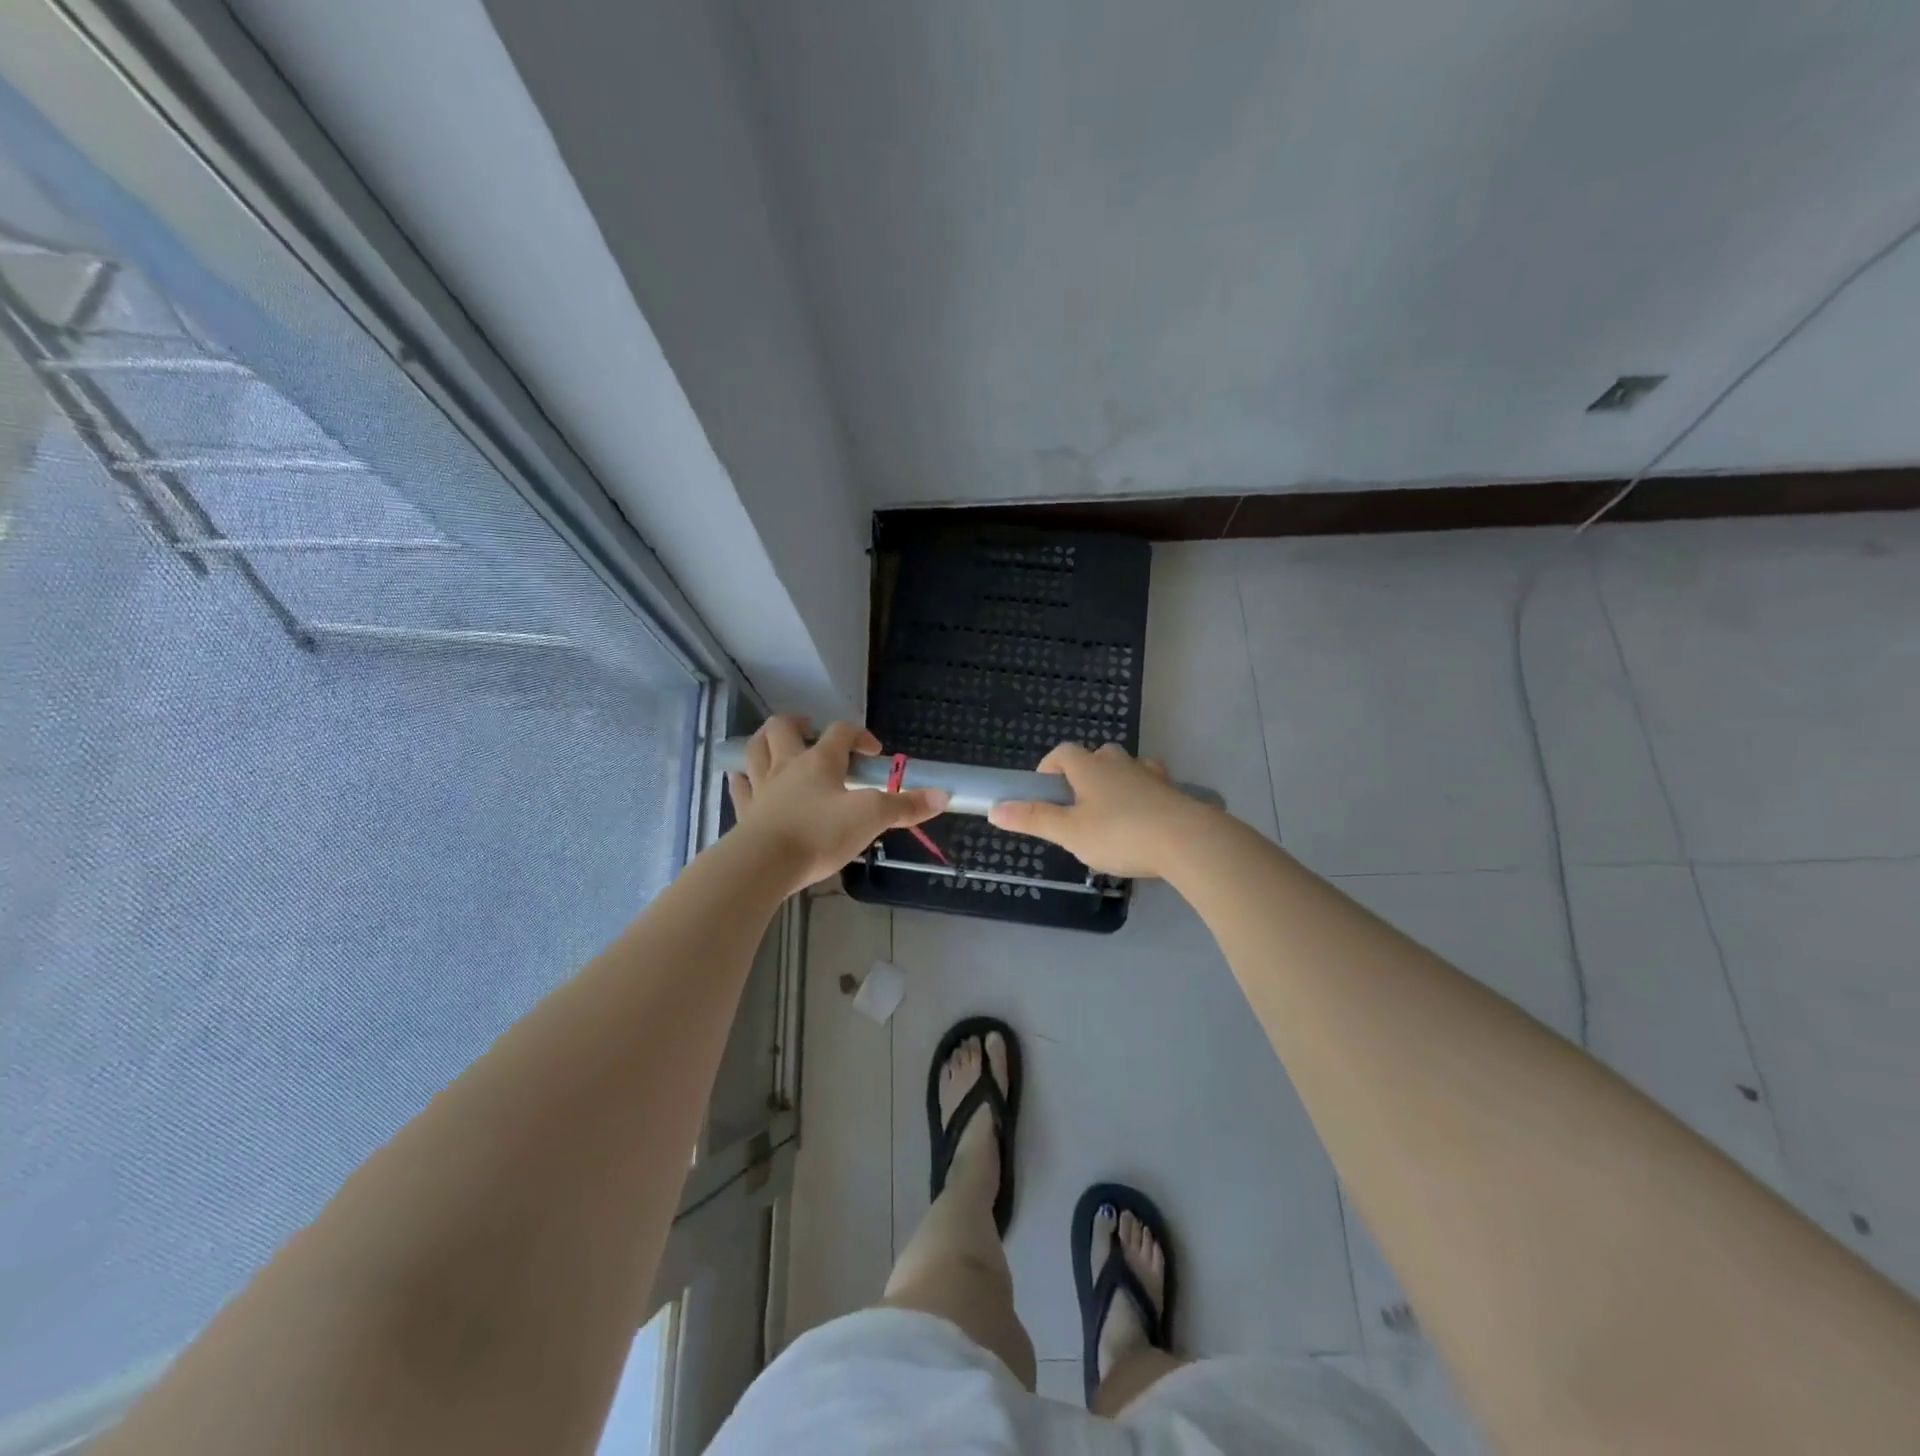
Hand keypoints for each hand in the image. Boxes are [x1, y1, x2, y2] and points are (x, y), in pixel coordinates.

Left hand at [727, 717, 947, 892]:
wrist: (765, 864)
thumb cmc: (820, 834)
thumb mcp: (871, 818)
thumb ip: (905, 806)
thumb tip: (943, 795)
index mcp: (820, 761)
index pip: (840, 732)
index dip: (859, 735)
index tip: (873, 753)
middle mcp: (787, 766)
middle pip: (783, 728)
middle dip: (798, 723)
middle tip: (810, 731)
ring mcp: (762, 788)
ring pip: (755, 750)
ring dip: (764, 741)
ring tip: (776, 745)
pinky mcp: (745, 813)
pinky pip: (739, 787)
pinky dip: (742, 780)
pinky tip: (744, 781)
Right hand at [987, 742, 1211, 878]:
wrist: (1187, 841)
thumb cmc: (1120, 834)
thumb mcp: (1069, 832)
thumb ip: (1033, 819)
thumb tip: (994, 809)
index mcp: (1089, 768)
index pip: (1062, 752)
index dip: (1049, 768)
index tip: (1044, 792)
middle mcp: (1119, 763)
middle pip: (1096, 757)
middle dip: (1084, 775)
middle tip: (1077, 808)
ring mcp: (1150, 776)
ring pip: (1127, 769)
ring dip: (1115, 784)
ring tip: (1110, 815)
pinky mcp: (1174, 793)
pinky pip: (1152, 787)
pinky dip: (1143, 797)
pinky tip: (1143, 821)